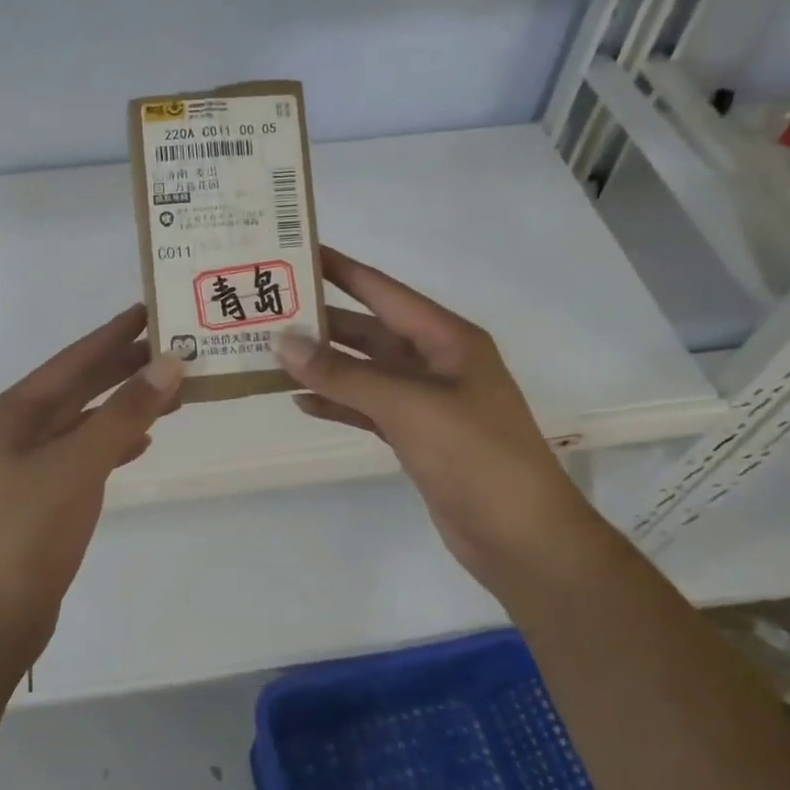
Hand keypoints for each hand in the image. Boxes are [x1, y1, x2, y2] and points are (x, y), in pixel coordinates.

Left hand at [0, 305, 183, 648]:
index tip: (150, 308)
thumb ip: (125, 413)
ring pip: (87, 420)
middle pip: (80, 386)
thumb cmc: (29, 531)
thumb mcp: (79, 464)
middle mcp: (19, 429)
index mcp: (14, 412)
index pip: (74, 359)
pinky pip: (86, 452)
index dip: (113, 334)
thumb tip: (169, 363)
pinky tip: (143, 442)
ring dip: (126, 405)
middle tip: (174, 345)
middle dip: (125, 367)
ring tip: (172, 391)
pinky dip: (115, 442)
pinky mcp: (45, 493)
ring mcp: (30, 463)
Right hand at [276, 247, 601, 579]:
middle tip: (269, 309)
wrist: (520, 538)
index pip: (384, 291)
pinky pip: (367, 408)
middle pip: (369, 331)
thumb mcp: (408, 406)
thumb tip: (283, 341)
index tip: (297, 251)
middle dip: (323, 321)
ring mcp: (426, 402)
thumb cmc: (474, 456)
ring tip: (272, 354)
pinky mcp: (416, 438)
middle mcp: (436, 363)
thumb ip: (344, 374)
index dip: (341, 270)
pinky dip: (337, 403)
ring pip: (365, 371)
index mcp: (447, 339)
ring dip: (324, 364)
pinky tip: (301, 401)